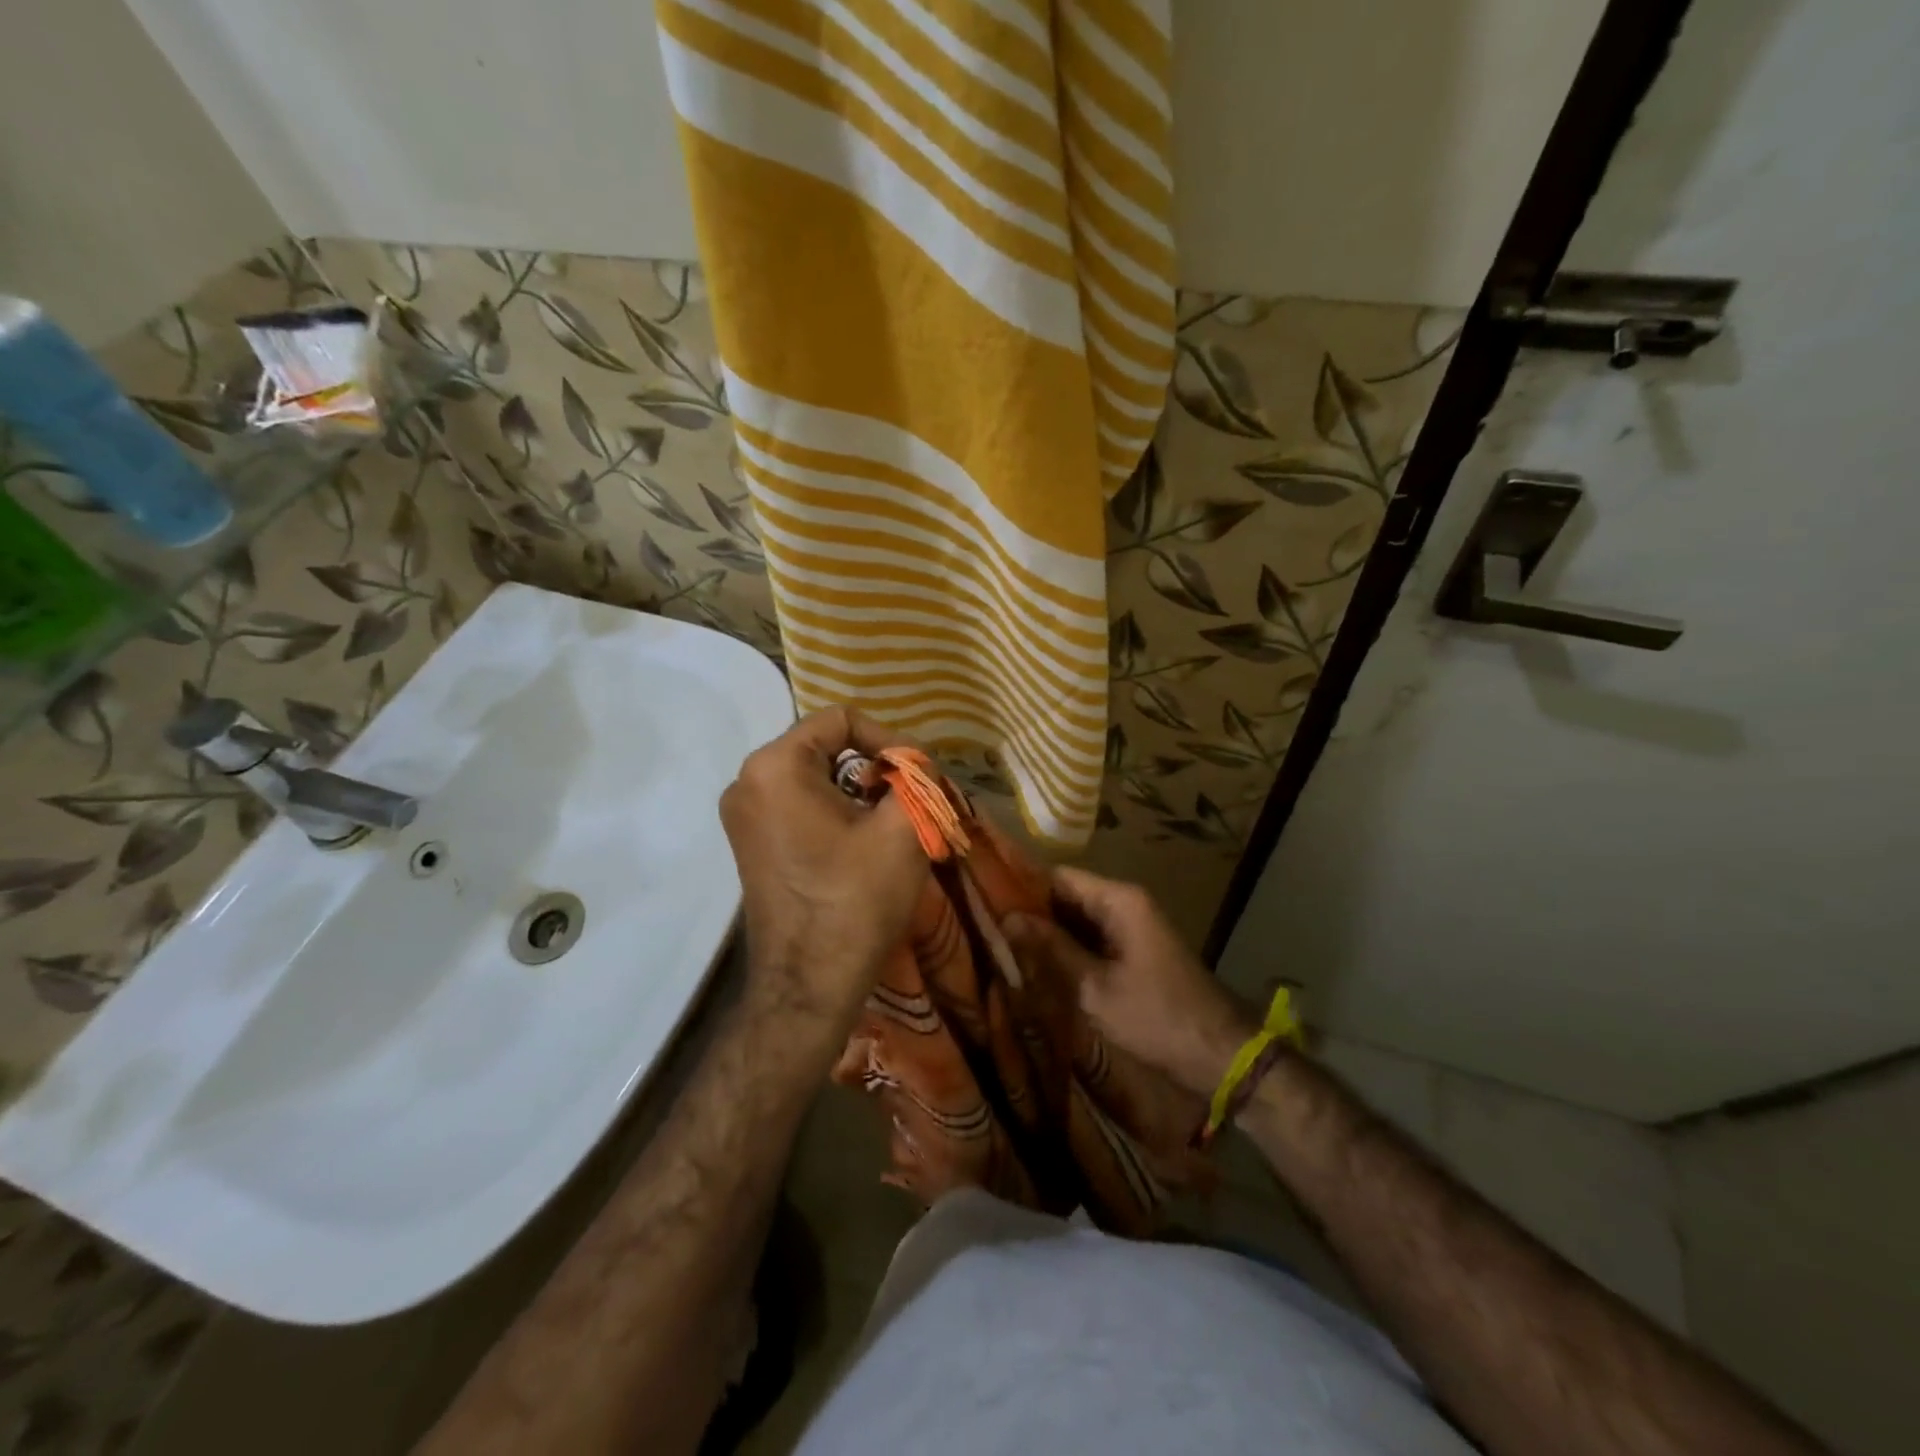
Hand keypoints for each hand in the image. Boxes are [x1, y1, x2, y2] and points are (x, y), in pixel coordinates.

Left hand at [718, 708, 929, 1033]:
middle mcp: (747, 781)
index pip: (841, 720)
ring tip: (890, 824)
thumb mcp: (903, 829)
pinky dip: (834, 811)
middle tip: (908, 802)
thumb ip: (916, 777)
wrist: (810, 986)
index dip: (888, 740)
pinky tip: (861, 843)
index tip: (915, 777)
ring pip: (814, 777)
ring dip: (858, 791)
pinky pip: (798, 804)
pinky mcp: (751, 844)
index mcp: (775, 766)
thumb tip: (916, 763)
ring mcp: (743, 815)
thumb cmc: (855, 900)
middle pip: (825, 747)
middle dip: (874, 768)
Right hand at [1003, 867, 1255, 1096]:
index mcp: (1119, 900)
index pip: (1057, 877)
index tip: (984, 901)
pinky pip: (1092, 939)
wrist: (1220, 1056)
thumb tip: (1007, 916)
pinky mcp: (1134, 951)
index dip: (1021, 887)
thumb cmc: (1157, 1017)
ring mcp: (1131, 927)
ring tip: (1002, 947)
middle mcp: (1125, 903)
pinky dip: (1068, 950)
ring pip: (1077, 920)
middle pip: (1066, 896)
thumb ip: (1051, 949)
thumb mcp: (1095, 987)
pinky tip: (1037, 967)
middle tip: (988, 930)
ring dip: (1048, 935)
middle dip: (1031, 914)